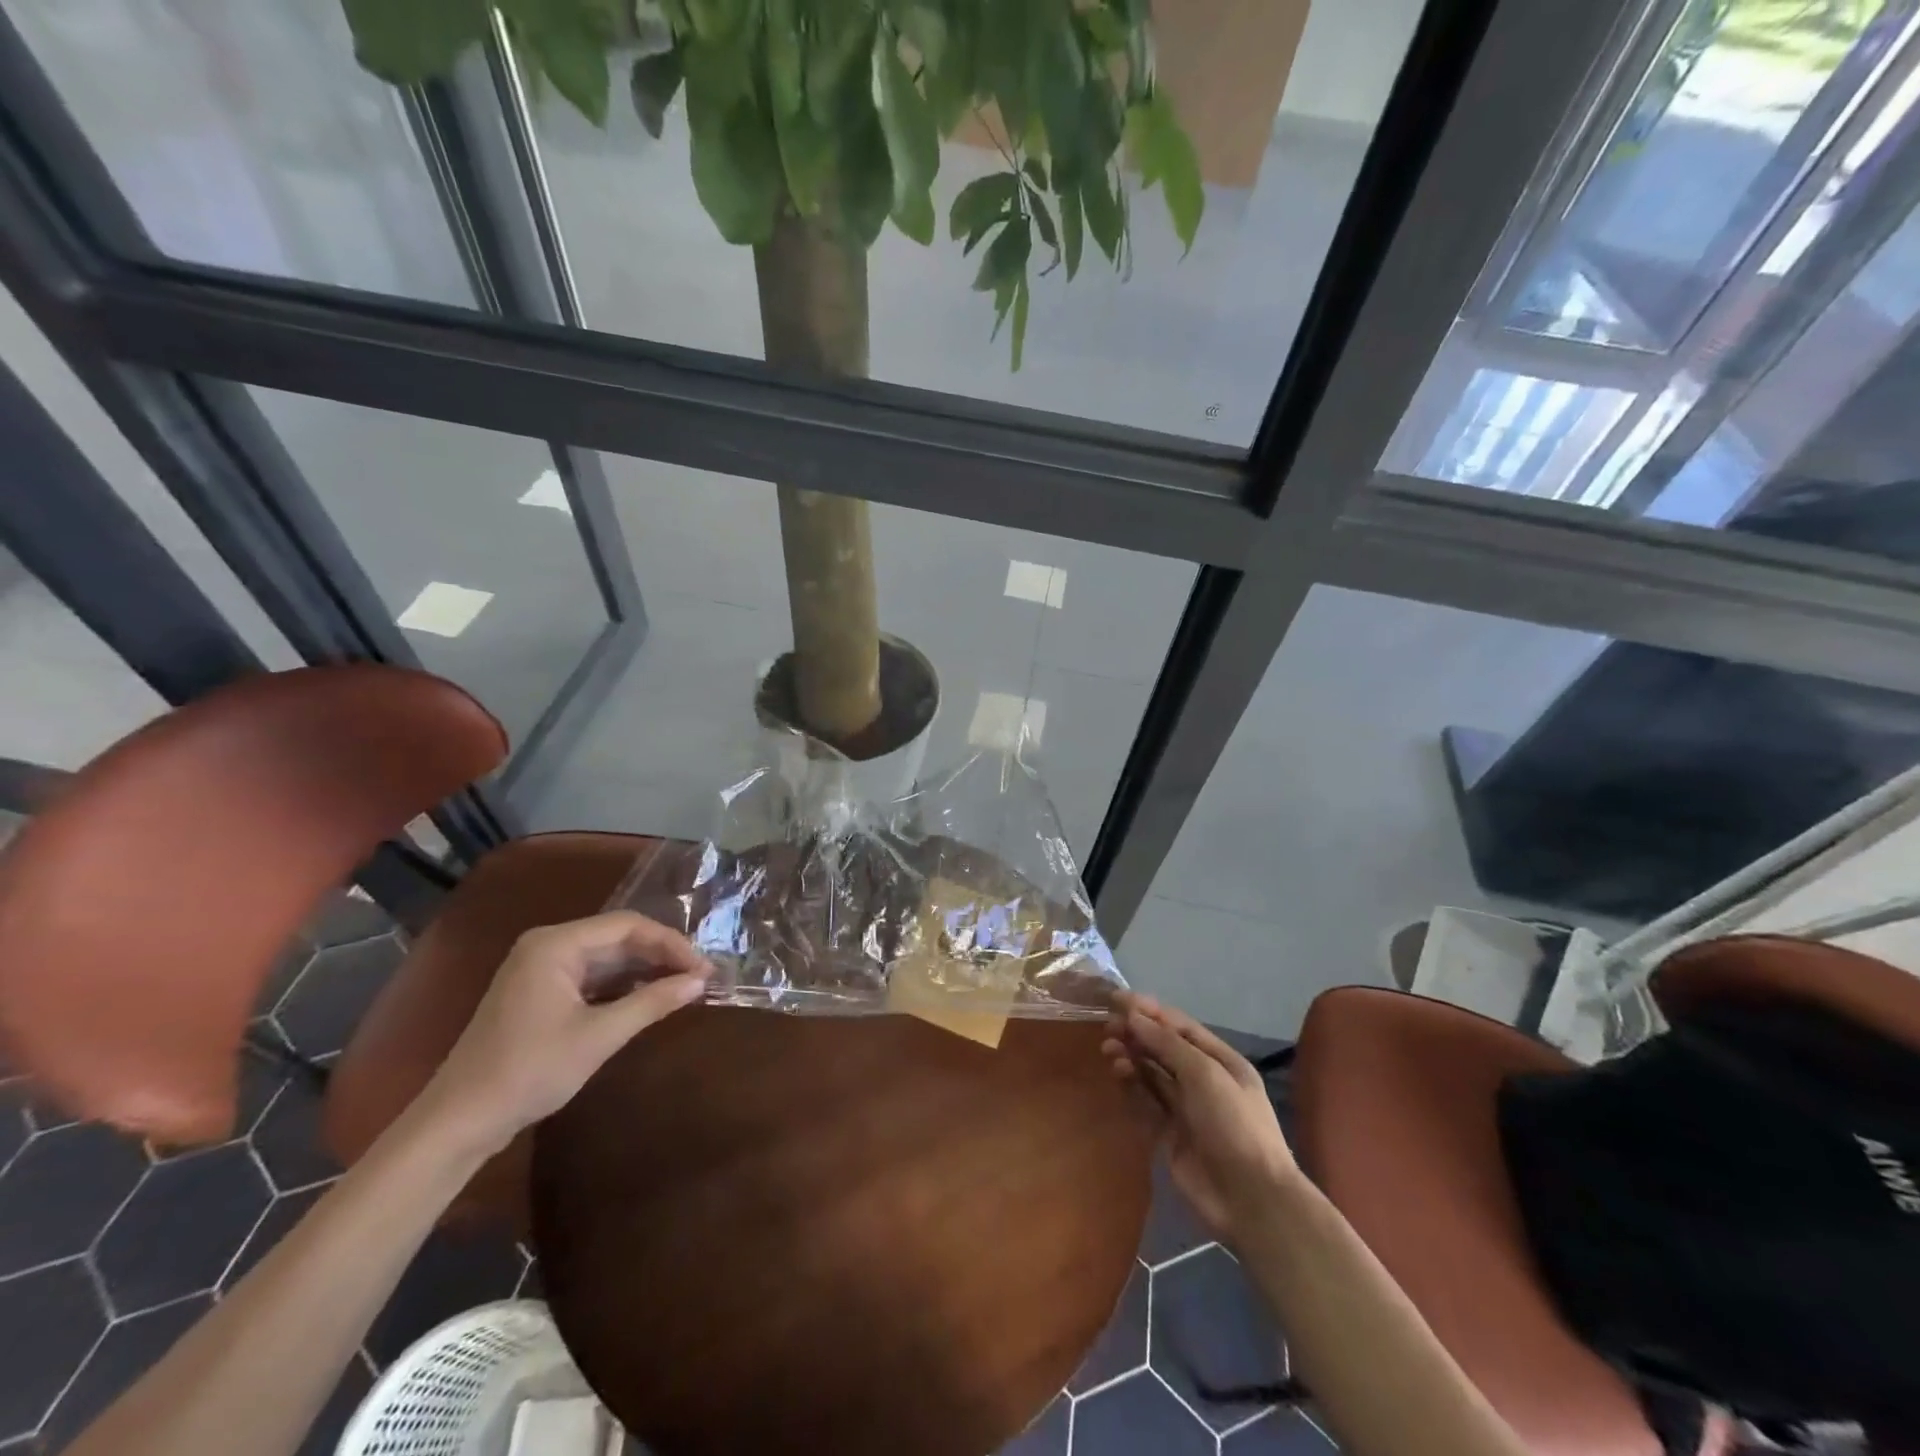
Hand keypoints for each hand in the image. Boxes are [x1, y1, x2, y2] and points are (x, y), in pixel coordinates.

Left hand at [418, 912, 712, 1154]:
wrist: (459, 1123)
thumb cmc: (529, 1071)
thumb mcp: (599, 1036)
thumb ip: (653, 1003)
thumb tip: (700, 982)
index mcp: (555, 944)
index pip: (628, 926)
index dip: (671, 943)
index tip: (703, 968)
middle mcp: (548, 946)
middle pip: (618, 938)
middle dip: (661, 956)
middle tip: (700, 978)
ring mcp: (541, 970)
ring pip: (607, 959)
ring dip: (645, 971)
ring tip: (684, 987)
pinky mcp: (540, 994)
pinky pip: (591, 978)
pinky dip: (622, 987)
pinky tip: (649, 999)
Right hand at [1102, 992, 1297, 1245]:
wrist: (1250, 1199)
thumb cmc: (1234, 1124)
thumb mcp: (1204, 1074)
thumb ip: (1166, 1043)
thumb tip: (1133, 1017)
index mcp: (1220, 1060)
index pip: (1179, 1026)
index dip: (1148, 1010)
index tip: (1116, 999)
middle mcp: (1203, 1080)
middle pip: (1163, 1048)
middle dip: (1136, 1033)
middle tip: (1108, 1026)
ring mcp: (1186, 1108)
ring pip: (1151, 1073)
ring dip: (1131, 1057)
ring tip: (1109, 1049)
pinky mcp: (1169, 1134)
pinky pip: (1145, 1101)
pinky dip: (1131, 1085)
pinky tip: (1118, 1073)